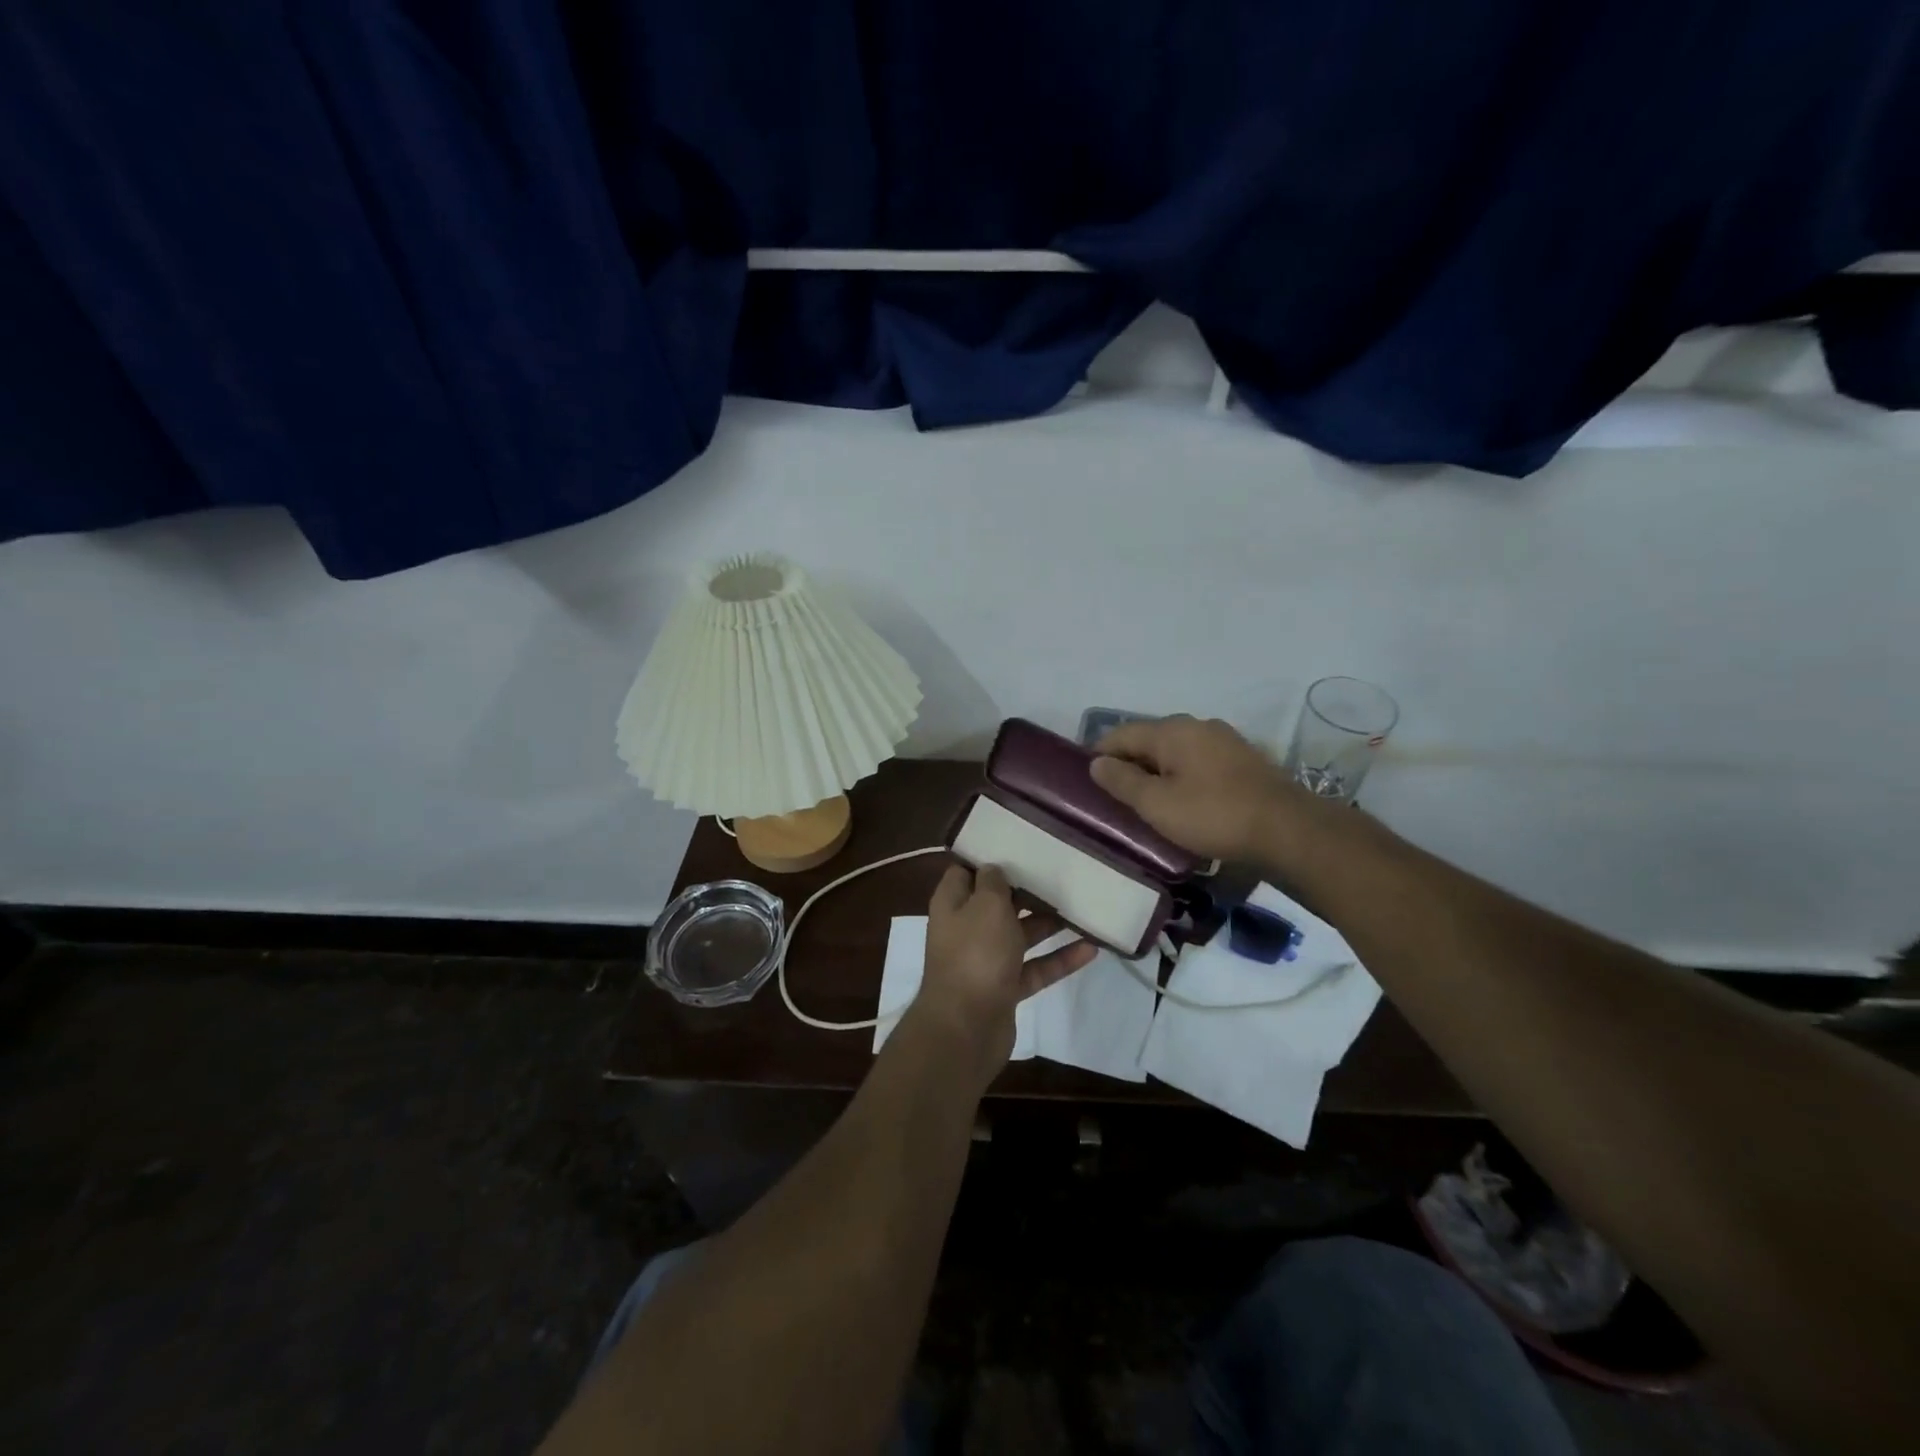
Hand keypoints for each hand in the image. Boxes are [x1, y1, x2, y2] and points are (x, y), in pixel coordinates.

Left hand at [911, 863, 1096, 1089]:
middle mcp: (967, 928)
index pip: (967, 871)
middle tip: (1061, 872)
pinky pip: (1036, 967)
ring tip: (1082, 906)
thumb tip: (994, 869)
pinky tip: (1091, 948)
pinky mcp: (1006, 988)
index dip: (989, 857)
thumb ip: (994, 882)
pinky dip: (1059, 959)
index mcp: (953, 903)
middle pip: (998, 902)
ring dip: (1049, 923)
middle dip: (1027, 890)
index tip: (1020, 843)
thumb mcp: (986, 905)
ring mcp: (986, 960)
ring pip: (1021, 934)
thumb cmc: (975, 954)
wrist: (966, 1027)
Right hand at [1092, 715, 1357, 870]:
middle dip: (1129, 764)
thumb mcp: (1157, 804)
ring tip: (1146, 803)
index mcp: (1172, 730)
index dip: (1100, 754)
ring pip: (1176, 753)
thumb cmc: (1213, 815)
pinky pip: (1199, 764)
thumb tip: (1096, 762)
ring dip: (1157, 773)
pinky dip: (1182, 778)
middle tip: (1114, 797)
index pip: (1121, 733)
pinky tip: (1183, 803)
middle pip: (1150, 740)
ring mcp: (1225, 742)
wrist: (1288, 831)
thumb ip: (1122, 781)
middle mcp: (1198, 726)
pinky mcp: (1244, 762)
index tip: (1086, 779)